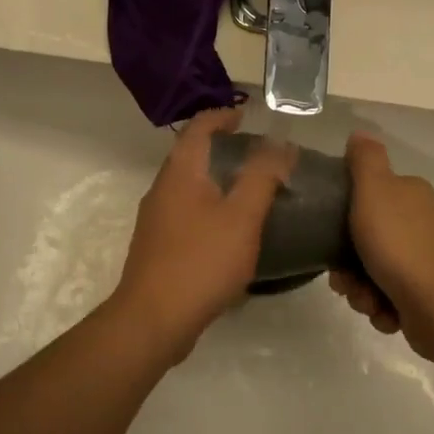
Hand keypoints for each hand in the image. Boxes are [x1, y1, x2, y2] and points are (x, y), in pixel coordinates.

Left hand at [112, 107, 295, 358]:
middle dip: (220, 146)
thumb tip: (280, 143)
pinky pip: (186, 212)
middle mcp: (162, 189)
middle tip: (256, 152)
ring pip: (188, 185)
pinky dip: (209, 205)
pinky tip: (229, 228)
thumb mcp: (242, 217)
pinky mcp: (158, 246)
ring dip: (215, 178)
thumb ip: (262, 177)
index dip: (222, 115)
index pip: (198, 128)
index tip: (247, 114)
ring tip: (249, 187)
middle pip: (190, 155)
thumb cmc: (201, 262)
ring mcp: (156, 219)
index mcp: (179, 173)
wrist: (153, 319)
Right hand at [329, 133, 433, 354]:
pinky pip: (390, 297)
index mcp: (411, 194)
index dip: (343, 217)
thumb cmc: (401, 247)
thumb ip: (365, 161)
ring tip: (366, 301)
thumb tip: (360, 133)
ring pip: (375, 271)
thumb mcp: (375, 192)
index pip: (367, 196)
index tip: (329, 236)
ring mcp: (428, 260)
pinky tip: (385, 313)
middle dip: (348, 264)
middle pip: (367, 238)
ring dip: (361, 290)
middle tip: (343, 279)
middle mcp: (423, 223)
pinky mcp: (428, 294)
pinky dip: (382, 307)